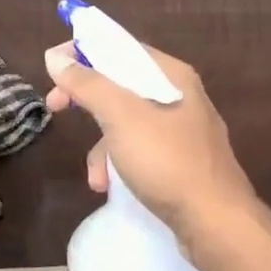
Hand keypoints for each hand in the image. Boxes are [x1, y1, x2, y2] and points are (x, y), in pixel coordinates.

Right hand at [43, 41, 270, 270]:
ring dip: (101, 144)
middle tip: (55, 107)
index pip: (120, 46)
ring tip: (95, 174)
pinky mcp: (179, 162)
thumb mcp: (120, 117)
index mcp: (171, 75)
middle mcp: (179, 96)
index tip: (53, 67)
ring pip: (125, 121)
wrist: (217, 224)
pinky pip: (138, 150)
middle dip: (85, 99)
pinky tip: (109, 187)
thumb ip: (87, 83)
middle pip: (120, 84)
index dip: (83, 51)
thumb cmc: (167, 161)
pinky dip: (119, 164)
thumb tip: (56, 56)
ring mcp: (181, 131)